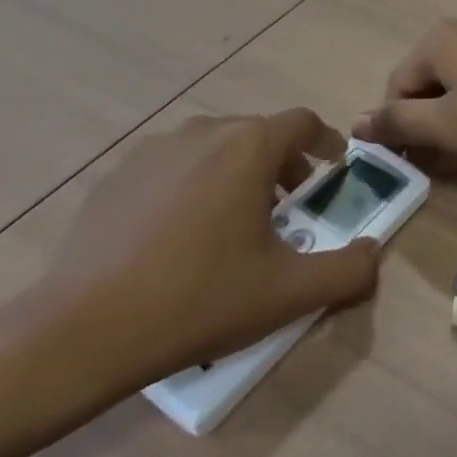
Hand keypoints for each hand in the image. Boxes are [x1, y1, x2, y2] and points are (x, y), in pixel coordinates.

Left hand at [8, 111, 379, 403]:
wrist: (80, 333)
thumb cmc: (198, 299)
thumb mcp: (288, 293)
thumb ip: (347, 270)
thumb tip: (375, 253)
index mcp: (249, 146)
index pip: (304, 123)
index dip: (327, 142)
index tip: (335, 167)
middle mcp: (204, 132)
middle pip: (259, 134)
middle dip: (283, 164)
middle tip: (288, 207)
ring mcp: (153, 151)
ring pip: (214, 147)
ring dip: (237, 173)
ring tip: (235, 222)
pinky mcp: (116, 177)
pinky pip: (172, 167)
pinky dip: (192, 186)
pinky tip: (179, 237)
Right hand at [352, 14, 456, 166]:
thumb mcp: (447, 125)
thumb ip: (398, 122)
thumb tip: (356, 122)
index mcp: (435, 40)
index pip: (396, 87)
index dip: (398, 128)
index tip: (414, 163)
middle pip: (427, 82)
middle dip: (428, 124)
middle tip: (441, 164)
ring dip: (454, 119)